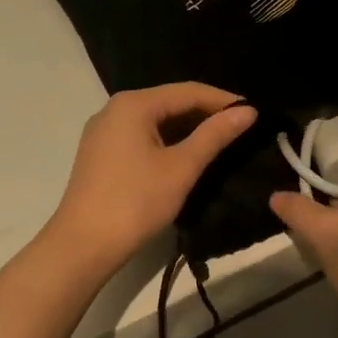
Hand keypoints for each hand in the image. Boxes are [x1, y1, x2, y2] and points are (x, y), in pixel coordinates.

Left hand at [43, 83, 256, 278]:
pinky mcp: (101, 153)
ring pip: (156, 121)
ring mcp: (104, 131)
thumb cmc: (135, 202)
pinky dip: (167, 142)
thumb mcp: (181, 167)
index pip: (188, 91)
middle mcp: (115, 109)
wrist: (82, 245)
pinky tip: (187, 157)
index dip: (223, 101)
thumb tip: (248, 111)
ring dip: (188, 129)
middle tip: (241, 130)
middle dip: (206, 114)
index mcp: (134, 104)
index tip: (254, 114)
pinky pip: (142, 136)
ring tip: (221, 143)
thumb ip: (214, 135)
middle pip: (170, 102)